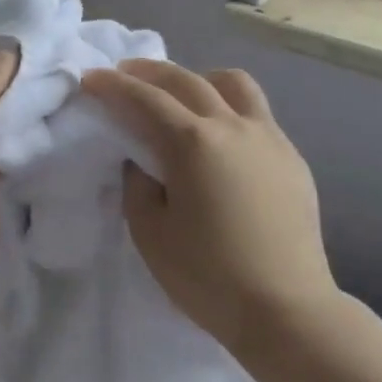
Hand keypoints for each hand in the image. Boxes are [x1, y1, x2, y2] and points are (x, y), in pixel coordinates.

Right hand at [81, 60, 338, 355]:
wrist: (286, 309)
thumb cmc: (209, 277)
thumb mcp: (150, 234)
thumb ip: (137, 186)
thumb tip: (143, 161)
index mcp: (194, 143)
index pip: (145, 99)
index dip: (112, 86)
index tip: (90, 79)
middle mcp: (233, 126)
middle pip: (186, 80)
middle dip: (149, 72)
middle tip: (125, 74)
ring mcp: (269, 138)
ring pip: (233, 84)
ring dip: (199, 79)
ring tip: (181, 95)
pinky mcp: (292, 157)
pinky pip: (257, 113)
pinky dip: (229, 108)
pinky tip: (220, 137)